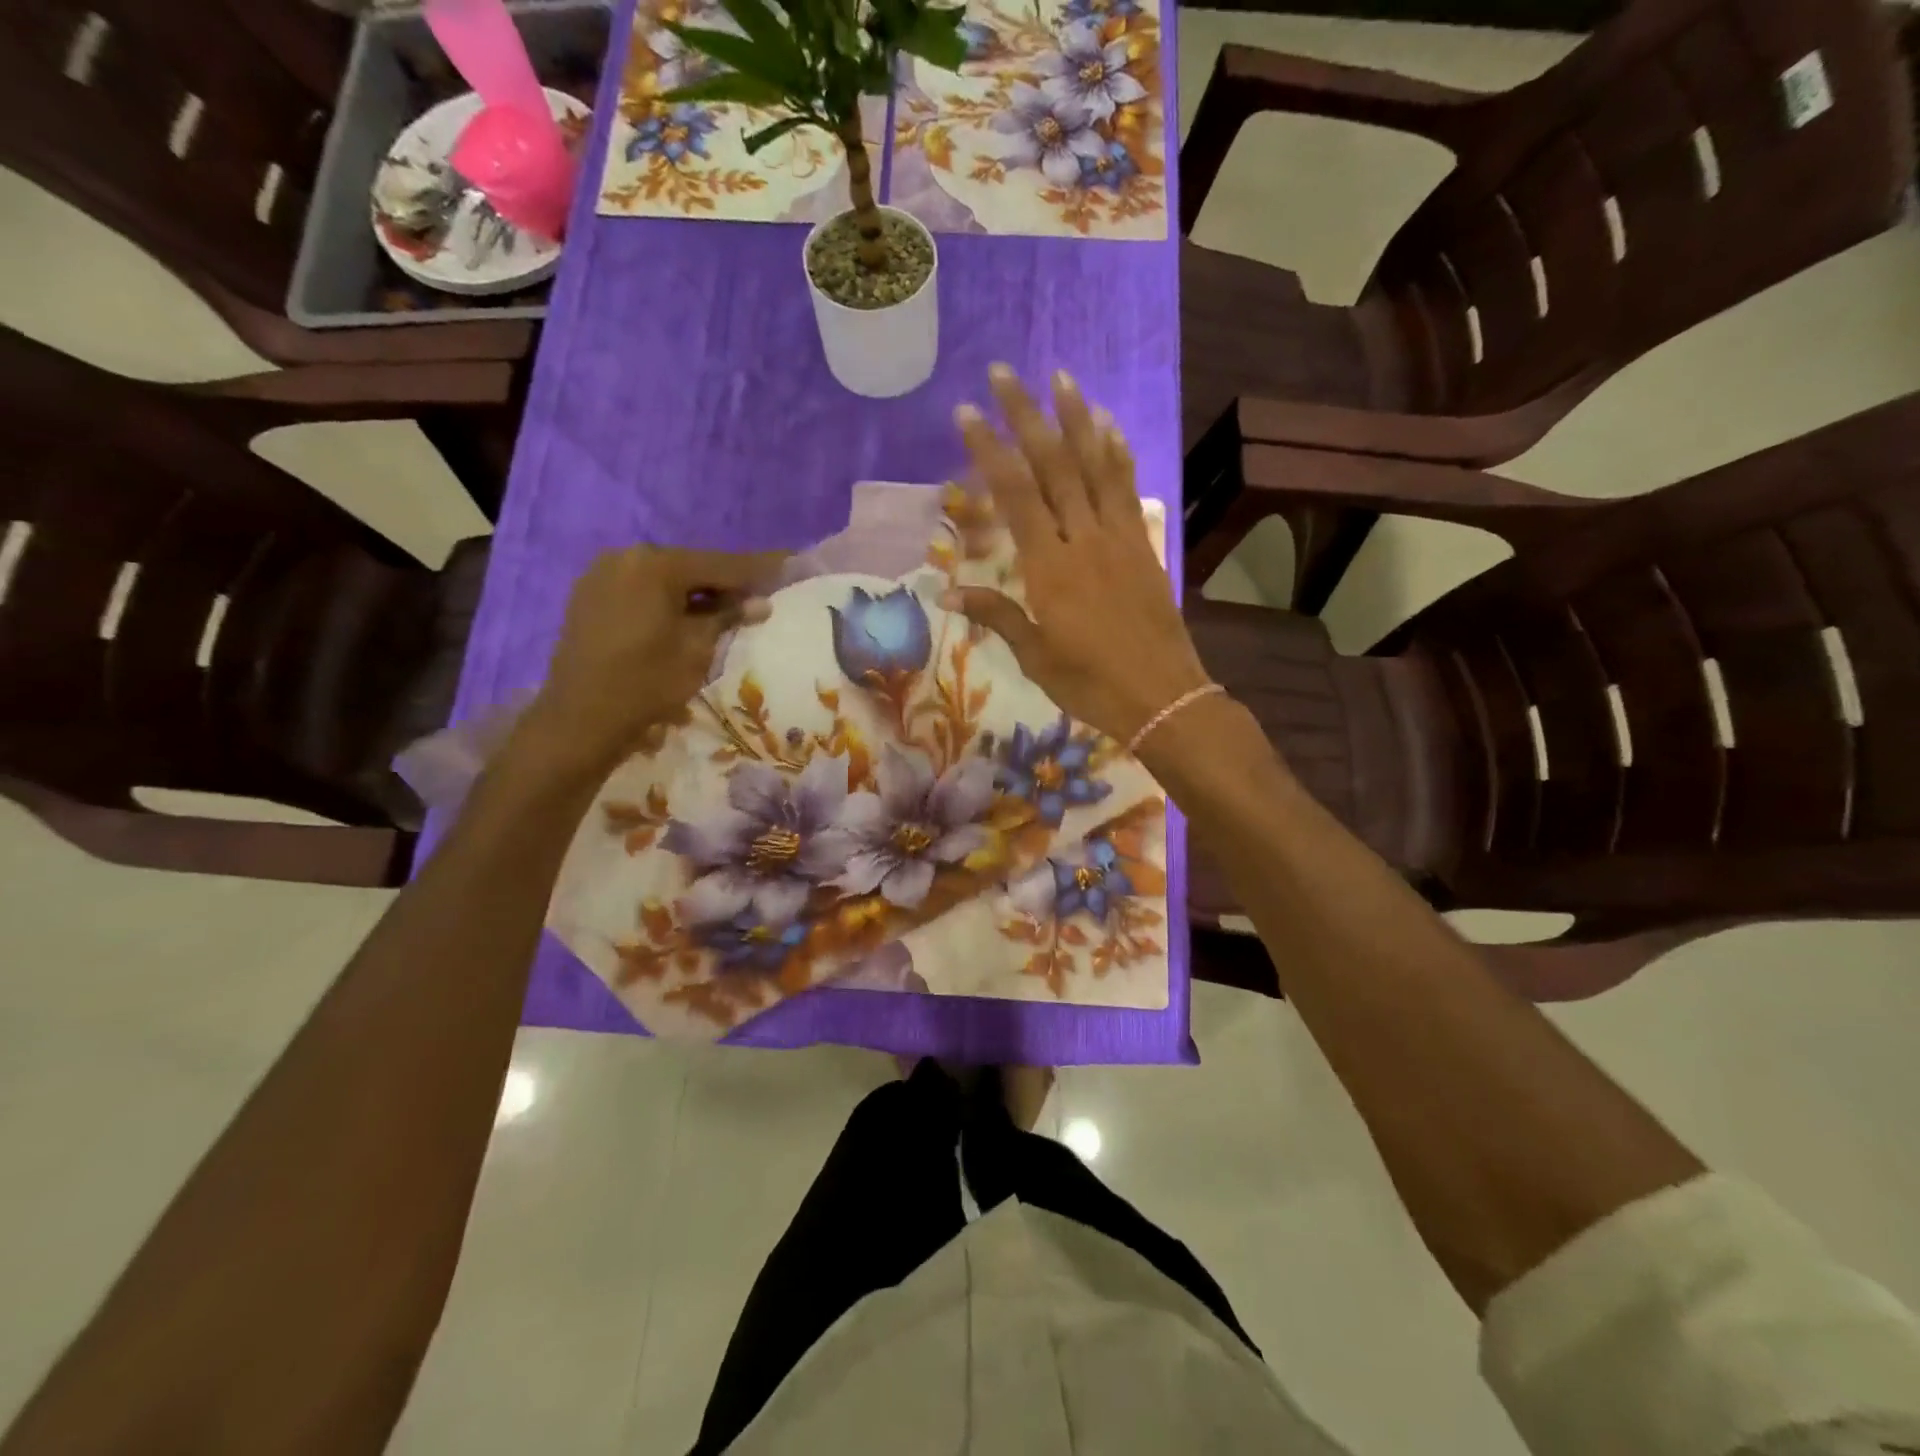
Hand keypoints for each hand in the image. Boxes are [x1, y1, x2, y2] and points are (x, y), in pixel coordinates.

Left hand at [527, 545, 775, 770]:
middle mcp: (625, 557)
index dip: (758, 568)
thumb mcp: (697, 649)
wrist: (580, 719)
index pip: (721, 564)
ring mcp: (601, 575)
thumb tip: (760, 602)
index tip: (789, 561)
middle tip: (758, 594)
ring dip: (695, 593)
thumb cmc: (647, 682)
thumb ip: (728, 617)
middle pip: (690, 567)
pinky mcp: (589, 597)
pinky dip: (666, 601)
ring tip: (726, 610)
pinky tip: (685, 618)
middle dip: (725, 582)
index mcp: (655, 564)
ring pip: (664, 579)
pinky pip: (640, 591)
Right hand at [943, 365, 1210, 744]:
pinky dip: (1117, 455)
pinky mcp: (1143, 546)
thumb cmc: (1090, 683)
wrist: (1162, 697)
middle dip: (1026, 416)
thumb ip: (996, 615)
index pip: (1015, 496)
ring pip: (1095, 467)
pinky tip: (1108, 427)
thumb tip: (947, 591)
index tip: (967, 413)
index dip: (990, 451)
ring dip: (1076, 419)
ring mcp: (1118, 538)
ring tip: (1060, 378)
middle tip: (1003, 373)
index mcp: (1050, 569)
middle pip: (1053, 466)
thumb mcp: (1036, 656)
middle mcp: (1084, 540)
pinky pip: (1127, 490)